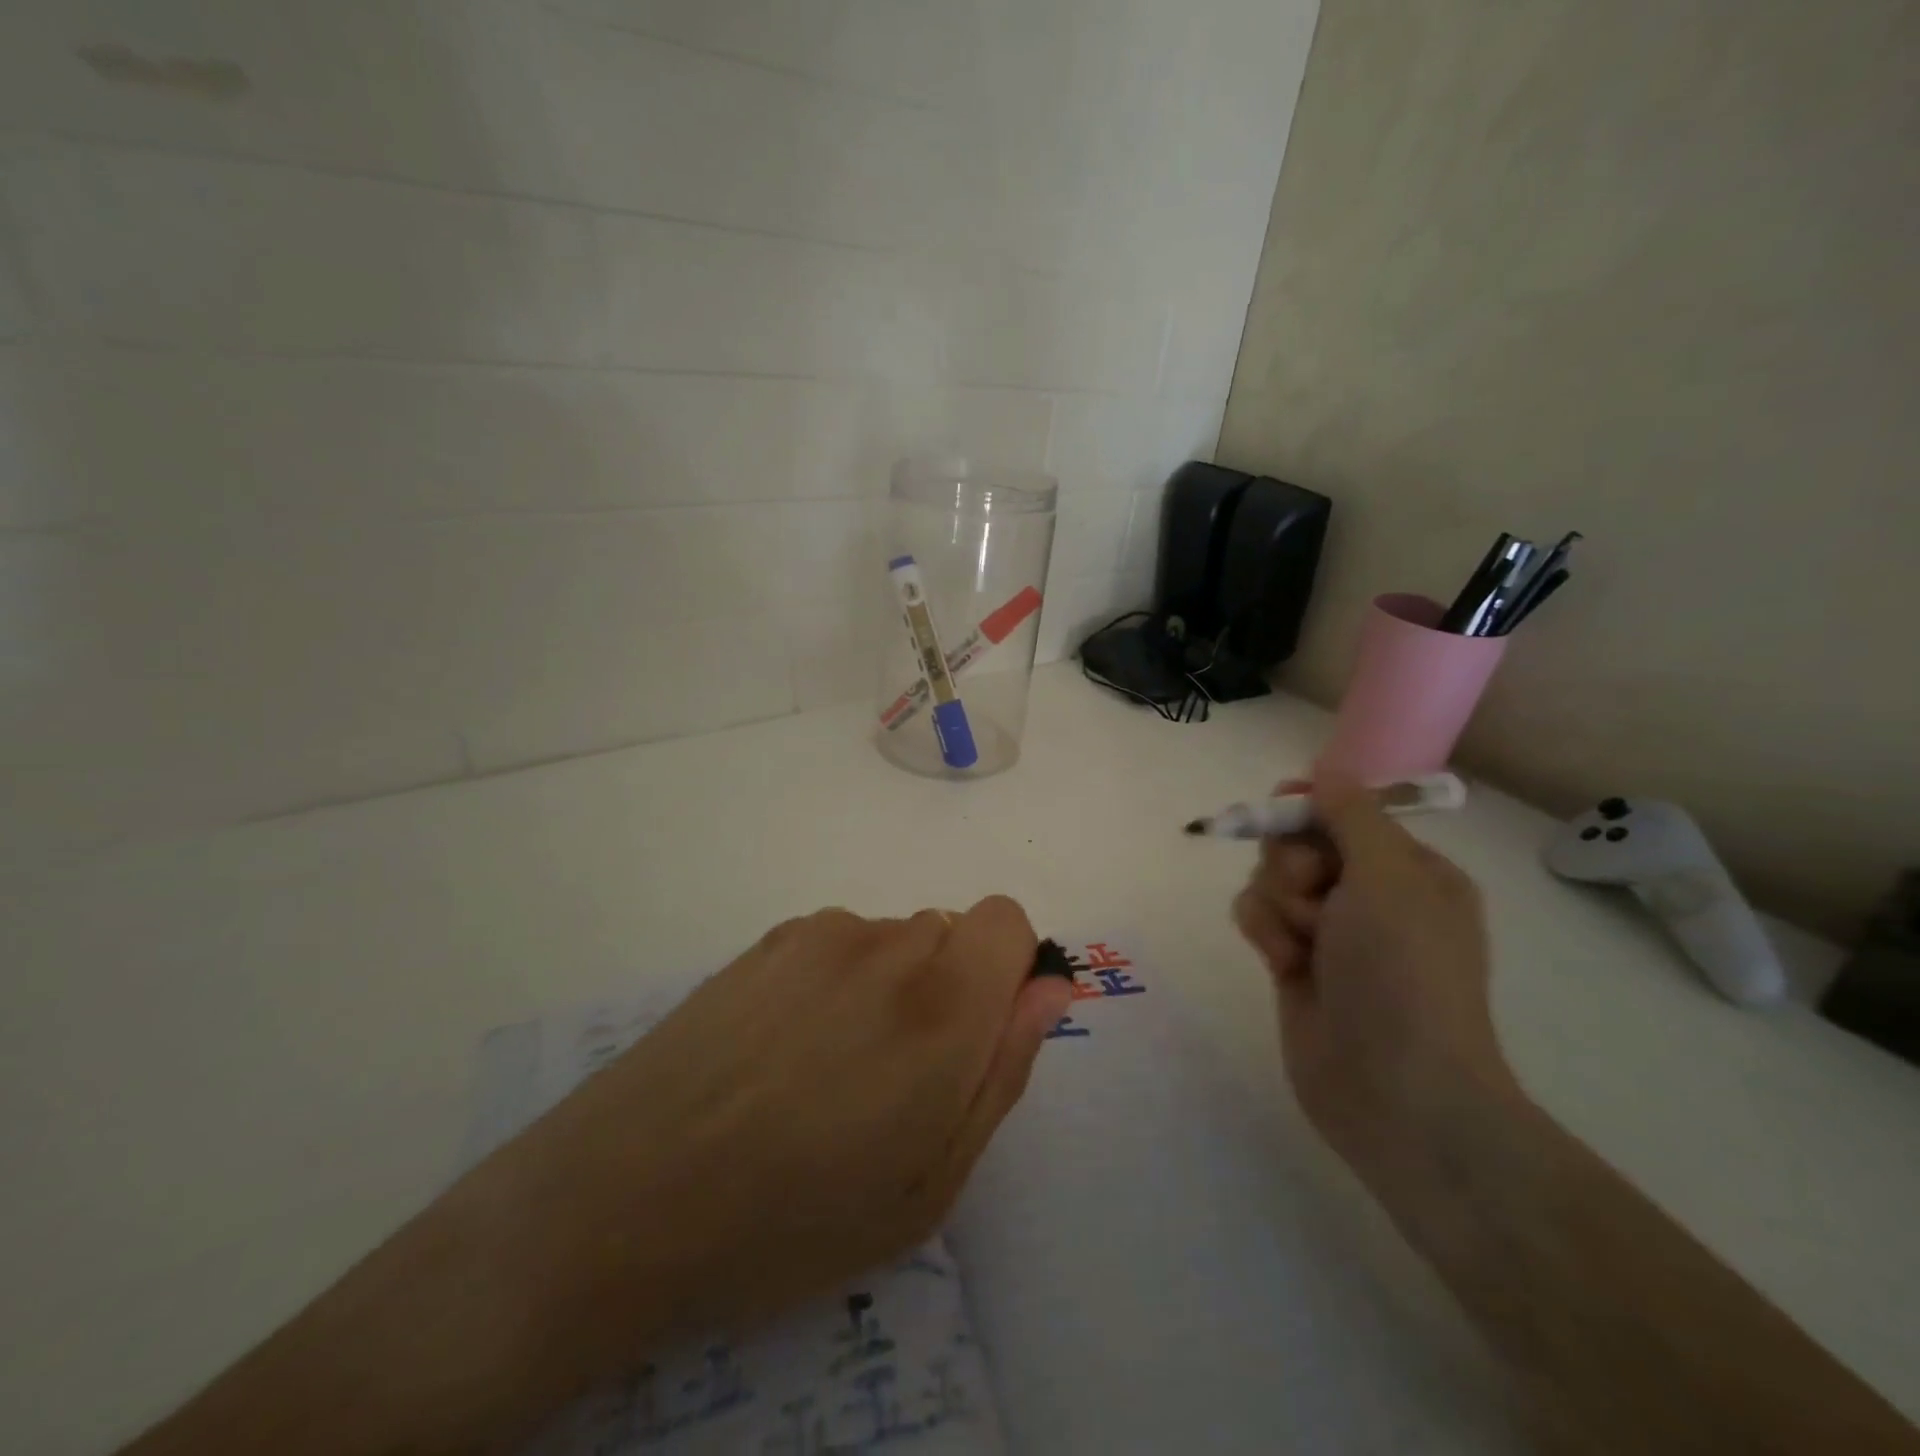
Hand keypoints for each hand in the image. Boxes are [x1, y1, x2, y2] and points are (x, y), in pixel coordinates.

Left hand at [476, 897, 1072, 1397]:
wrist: (620, 1200)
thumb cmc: (792, 1219)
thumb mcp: (929, 1183)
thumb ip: (1004, 1069)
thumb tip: (1049, 988)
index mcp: (941, 1004)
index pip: (1008, 920)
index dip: (1005, 972)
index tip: (975, 1036)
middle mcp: (886, 945)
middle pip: (951, 932)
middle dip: (948, 988)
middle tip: (895, 1079)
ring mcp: (818, 934)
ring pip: (894, 939)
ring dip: (889, 988)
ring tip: (828, 1073)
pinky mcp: (767, 939)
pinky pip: (838, 944)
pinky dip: (837, 981)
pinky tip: (782, 1050)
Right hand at [1231, 777, 1518, 1173]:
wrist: (1394, 1088)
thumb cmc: (1403, 972)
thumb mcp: (1389, 876)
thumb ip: (1351, 813)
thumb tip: (1327, 766)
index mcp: (1409, 869)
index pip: (1344, 811)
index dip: (1310, 807)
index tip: (1285, 809)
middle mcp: (1370, 895)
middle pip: (1297, 842)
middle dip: (1291, 863)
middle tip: (1312, 893)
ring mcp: (1330, 932)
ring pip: (1269, 879)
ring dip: (1276, 904)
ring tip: (1301, 944)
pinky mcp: (1292, 962)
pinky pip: (1257, 916)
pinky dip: (1264, 932)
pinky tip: (1282, 963)